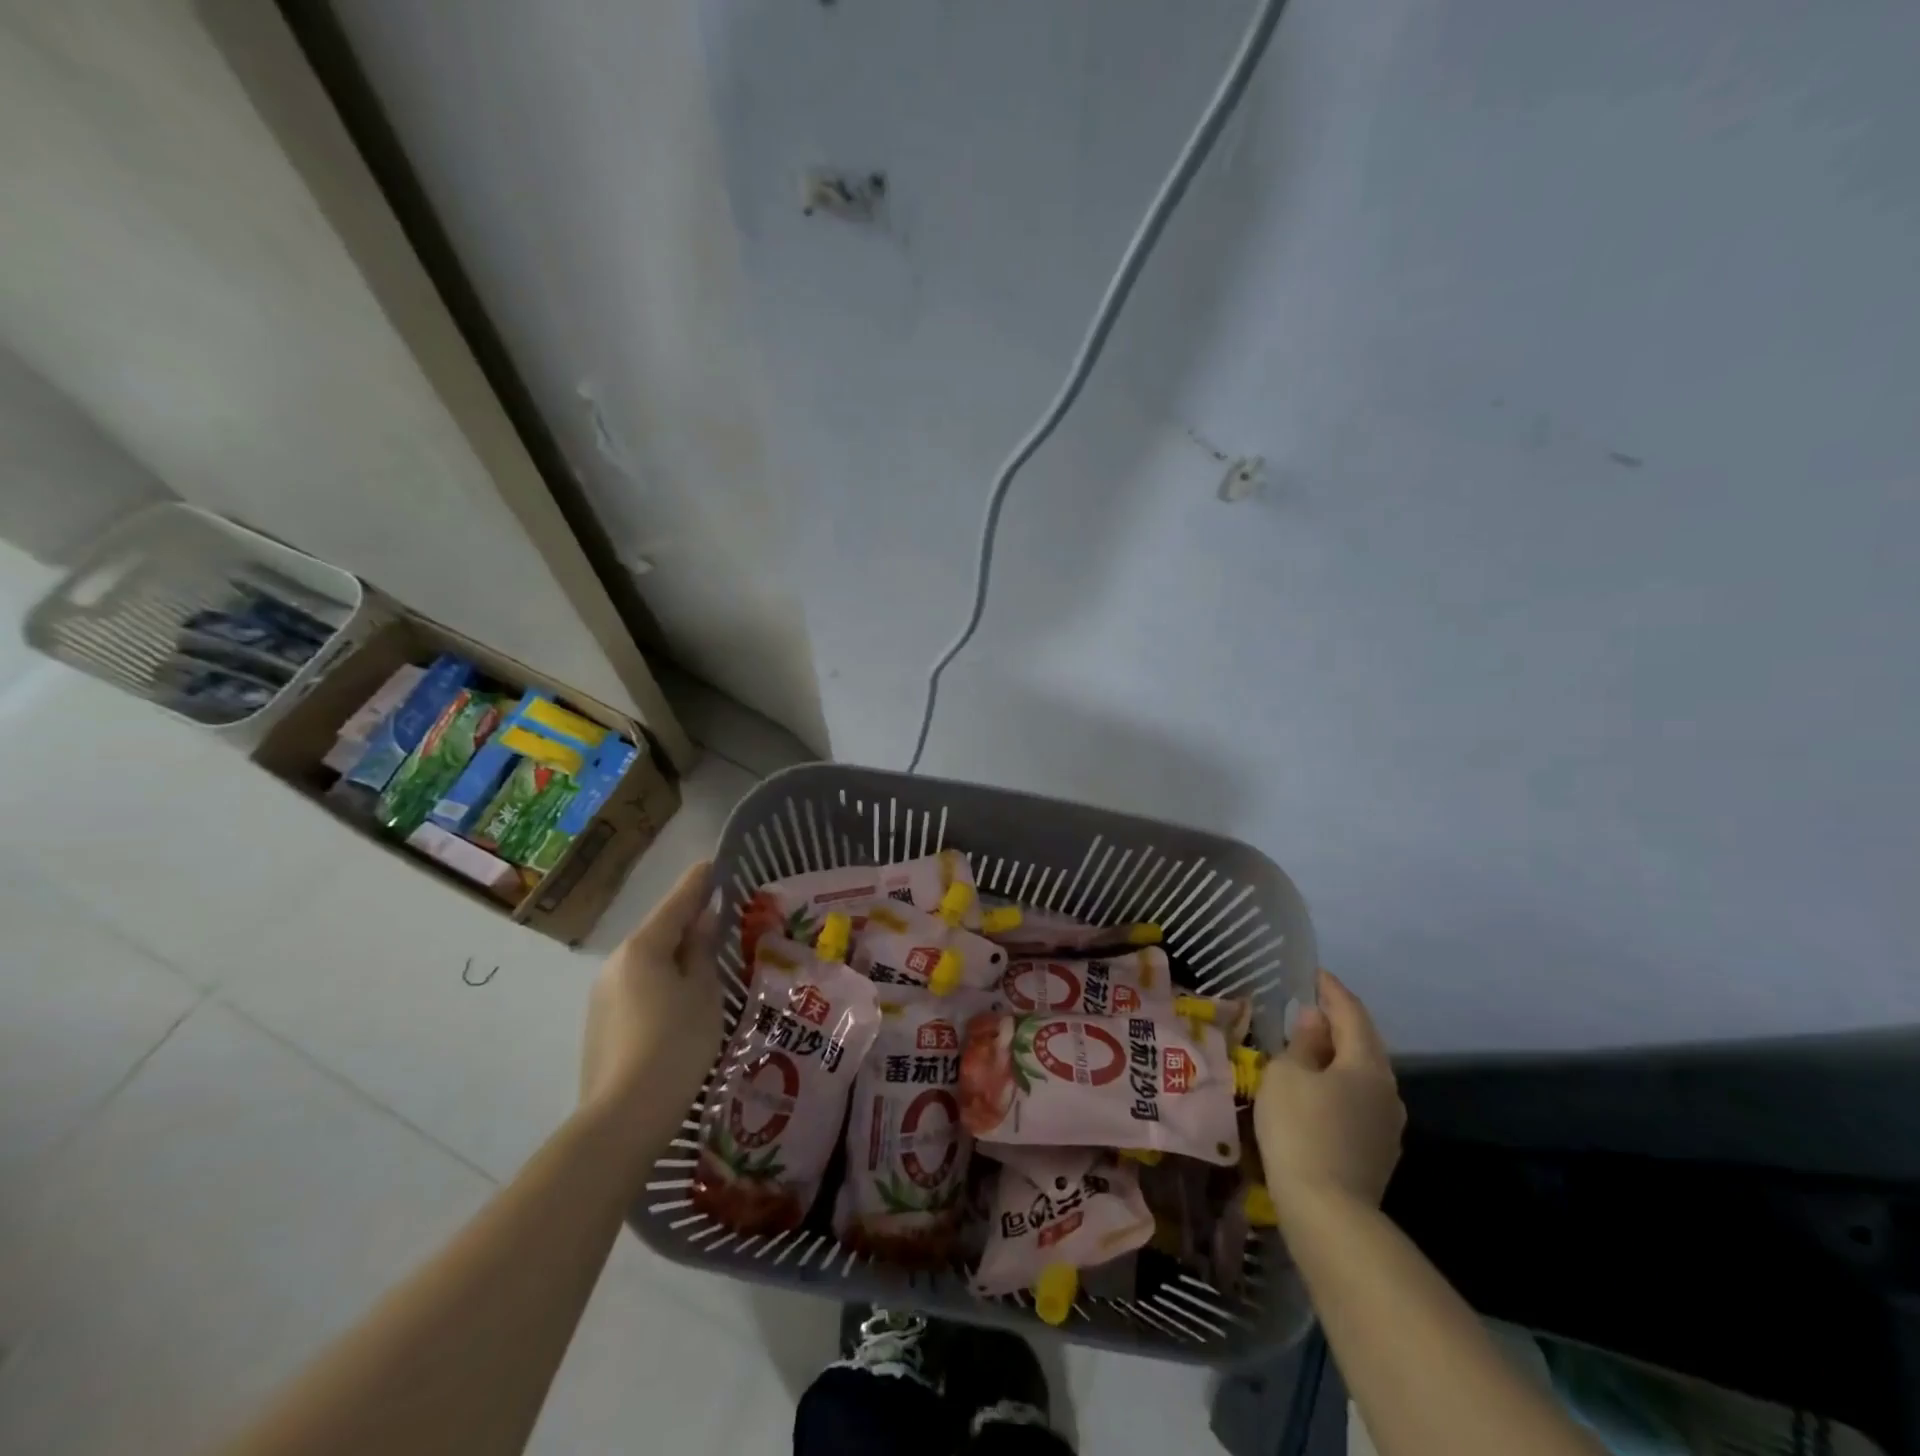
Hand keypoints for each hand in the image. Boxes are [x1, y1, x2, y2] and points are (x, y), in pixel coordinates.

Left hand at [580, 860, 723, 1135]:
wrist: (624, 1117)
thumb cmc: (676, 1044)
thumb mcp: (702, 992)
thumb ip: (701, 951)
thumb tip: (702, 920)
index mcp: (643, 948)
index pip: (676, 903)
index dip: (697, 883)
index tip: (713, 863)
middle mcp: (616, 964)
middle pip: (658, 932)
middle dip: (687, 921)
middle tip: (718, 914)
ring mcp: (603, 996)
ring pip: (647, 962)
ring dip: (674, 955)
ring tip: (705, 959)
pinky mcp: (601, 1025)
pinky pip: (638, 987)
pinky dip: (661, 981)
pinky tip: (680, 998)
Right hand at [1255, 970, 1404, 1216]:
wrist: (1328, 1213)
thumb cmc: (1300, 1129)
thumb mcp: (1287, 1074)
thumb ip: (1302, 1043)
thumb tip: (1314, 1020)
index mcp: (1367, 1064)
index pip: (1351, 1013)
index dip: (1332, 990)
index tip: (1314, 974)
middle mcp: (1387, 1090)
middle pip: (1363, 1044)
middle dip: (1337, 1024)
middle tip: (1307, 1009)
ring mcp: (1387, 1126)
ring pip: (1362, 1076)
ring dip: (1338, 1057)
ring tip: (1307, 1049)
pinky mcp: (1377, 1153)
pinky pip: (1358, 1103)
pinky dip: (1338, 1086)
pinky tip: (1317, 1092)